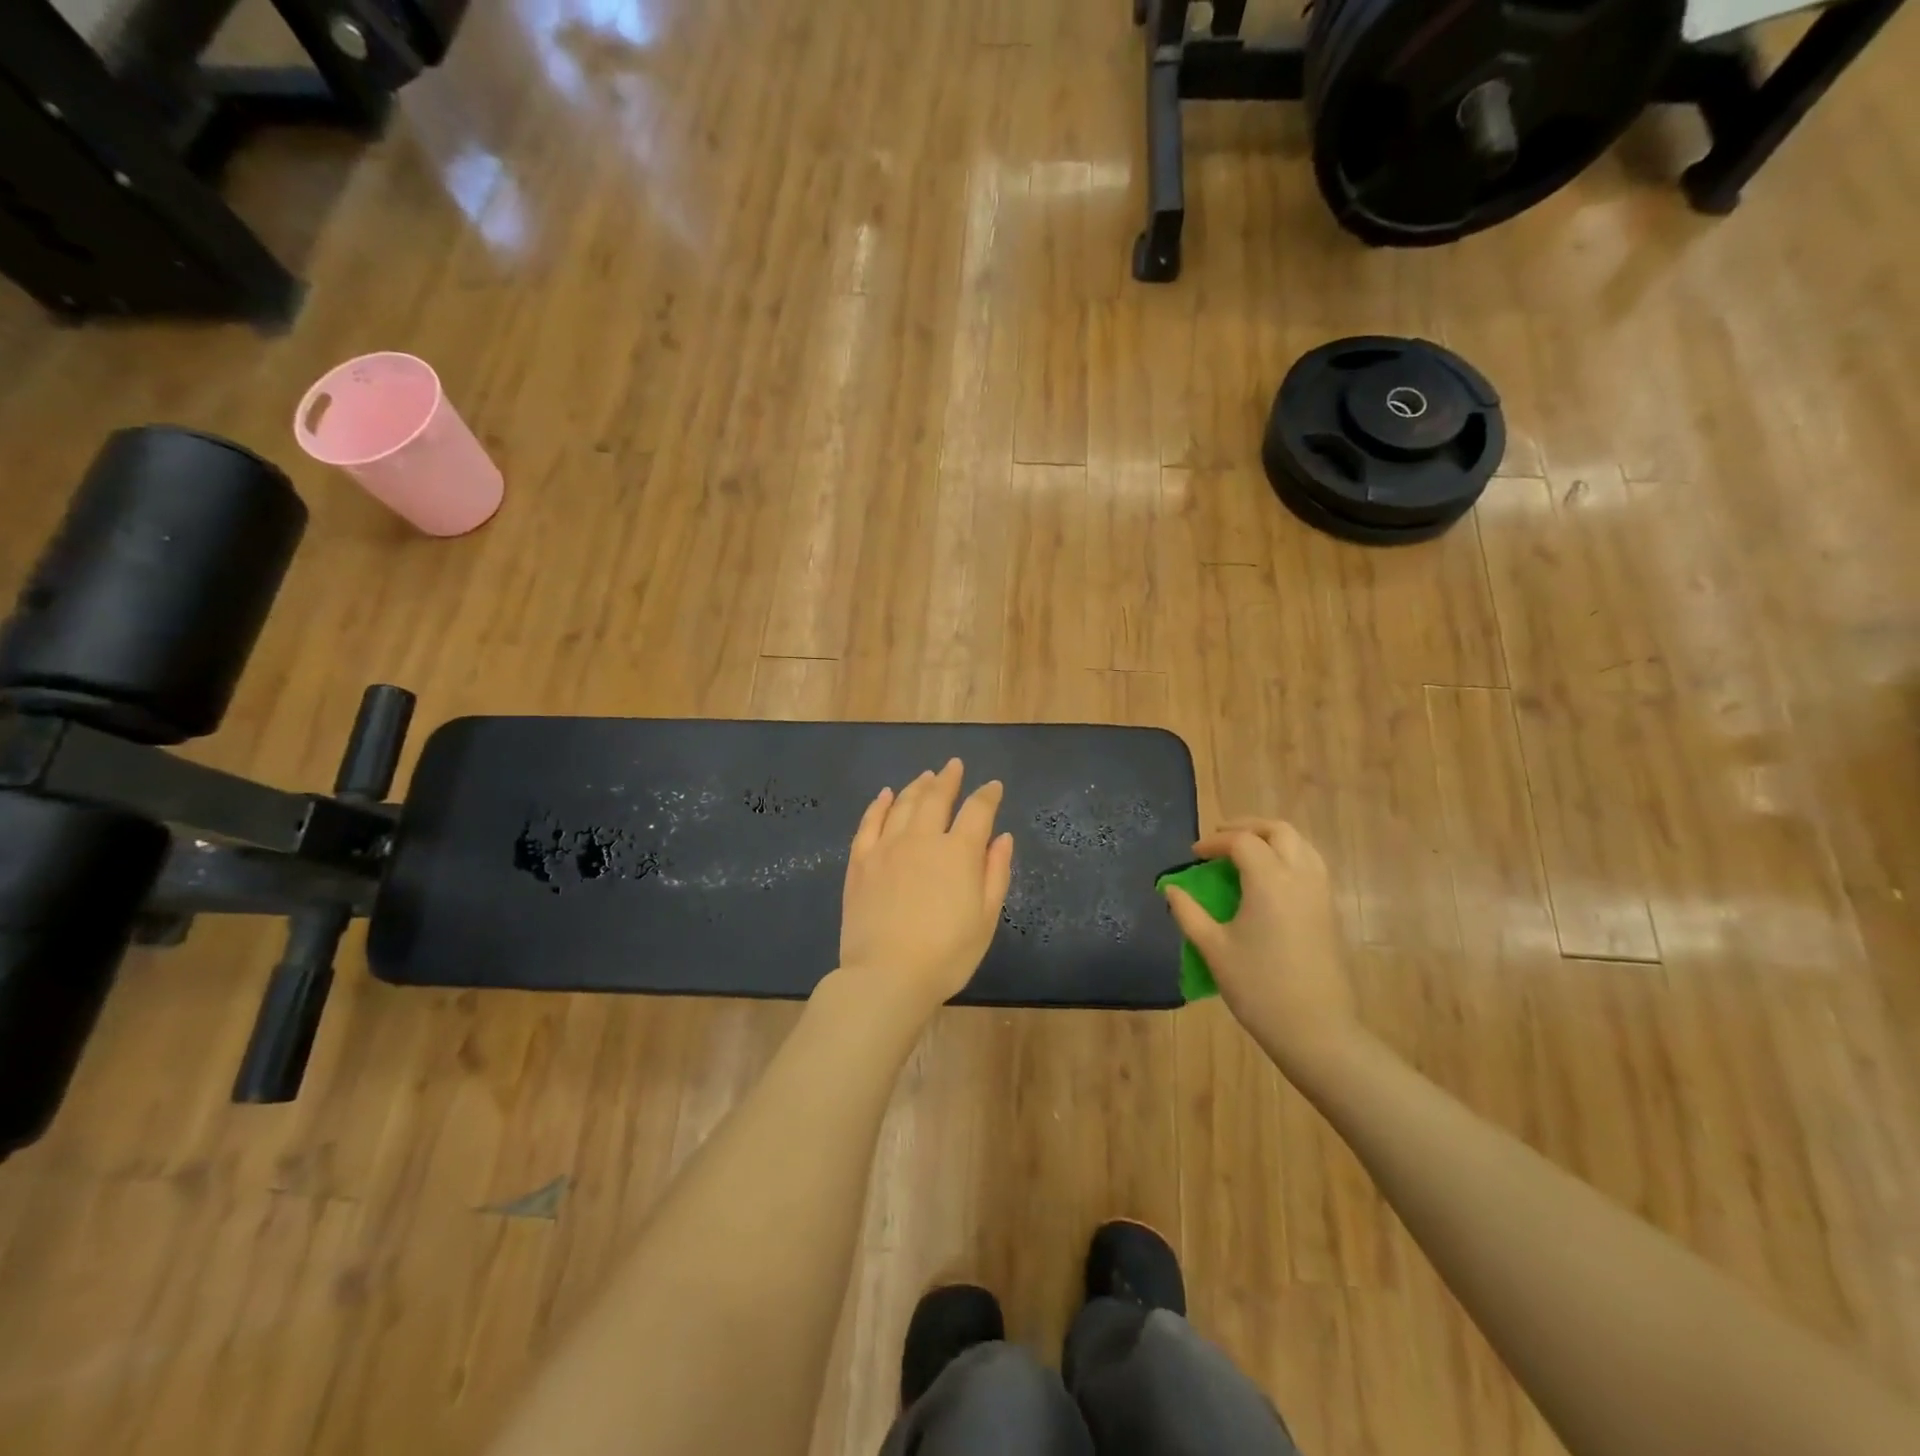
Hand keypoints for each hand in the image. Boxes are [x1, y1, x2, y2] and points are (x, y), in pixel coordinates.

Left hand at [835, 760, 1014, 1021]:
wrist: (887, 976)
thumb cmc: (947, 954)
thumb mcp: (986, 919)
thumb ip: (995, 873)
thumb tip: (1002, 838)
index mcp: (958, 853)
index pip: (977, 811)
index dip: (987, 795)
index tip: (993, 786)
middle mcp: (922, 839)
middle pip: (936, 798)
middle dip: (948, 779)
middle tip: (954, 766)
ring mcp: (887, 847)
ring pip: (903, 804)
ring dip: (917, 786)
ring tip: (926, 776)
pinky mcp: (861, 861)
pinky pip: (869, 822)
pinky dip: (879, 804)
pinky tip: (885, 795)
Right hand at [1162, 818, 1358, 1074]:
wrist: (1316, 1030)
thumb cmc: (1258, 987)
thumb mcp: (1213, 949)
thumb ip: (1188, 912)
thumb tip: (1171, 889)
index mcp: (1269, 882)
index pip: (1241, 842)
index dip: (1214, 843)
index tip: (1194, 856)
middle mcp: (1300, 877)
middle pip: (1278, 830)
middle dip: (1247, 827)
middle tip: (1221, 839)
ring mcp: (1321, 893)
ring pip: (1301, 844)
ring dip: (1272, 839)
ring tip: (1246, 853)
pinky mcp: (1331, 911)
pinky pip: (1312, 865)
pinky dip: (1289, 857)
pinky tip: (1269, 880)